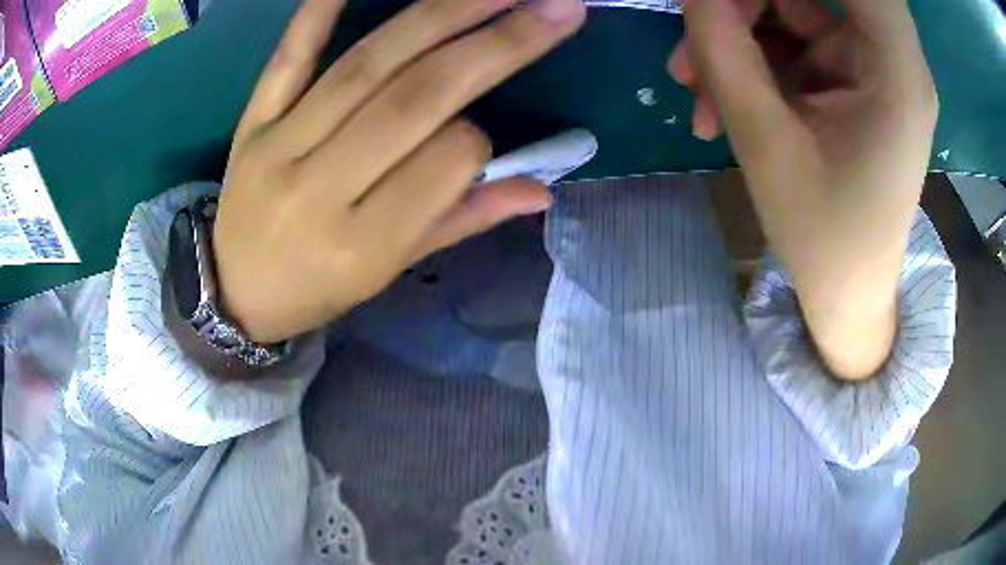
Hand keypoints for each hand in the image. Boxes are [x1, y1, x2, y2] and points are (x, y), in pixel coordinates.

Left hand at [214, 0, 585, 342]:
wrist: (234, 291)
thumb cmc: (316, 289)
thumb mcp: (388, 272)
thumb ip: (460, 222)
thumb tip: (540, 191)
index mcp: (364, 245)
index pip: (448, 162)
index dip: (479, 141)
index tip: (481, 139)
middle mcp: (321, 188)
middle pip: (417, 96)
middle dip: (497, 43)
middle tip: (554, 5)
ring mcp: (280, 146)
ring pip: (368, 64)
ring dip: (442, 14)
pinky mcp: (252, 122)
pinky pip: (288, 57)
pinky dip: (321, 10)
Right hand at [669, 0, 937, 379]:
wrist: (846, 294)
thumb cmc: (823, 239)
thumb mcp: (767, 145)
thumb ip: (725, 52)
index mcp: (896, 74)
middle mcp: (890, 60)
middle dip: (745, 4)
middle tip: (693, 43)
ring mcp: (869, 70)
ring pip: (793, 13)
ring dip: (738, 39)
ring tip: (695, 90)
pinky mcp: (851, 83)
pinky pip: (794, 45)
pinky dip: (754, 63)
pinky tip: (721, 103)